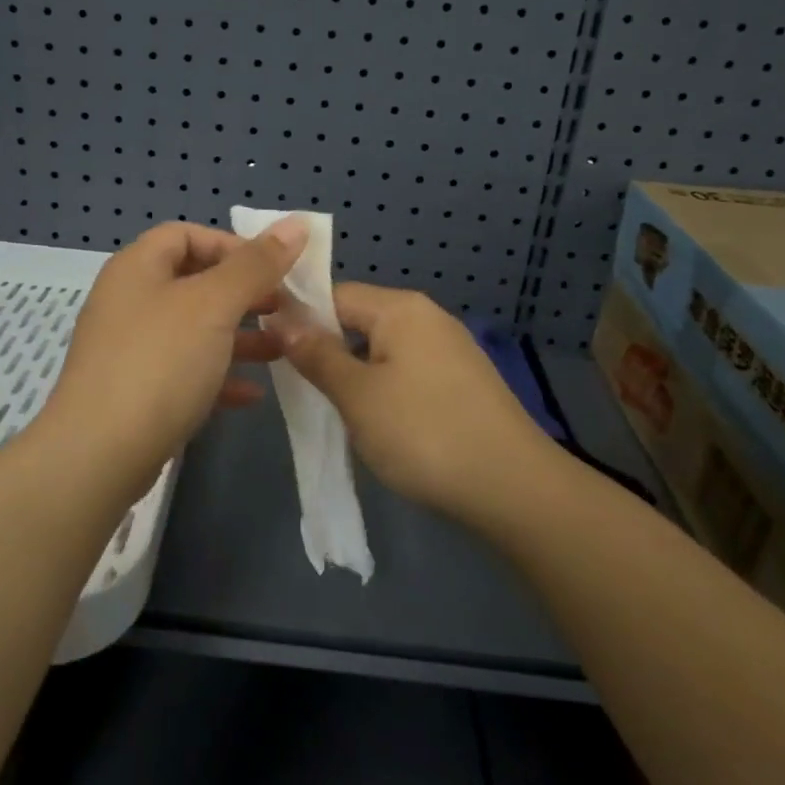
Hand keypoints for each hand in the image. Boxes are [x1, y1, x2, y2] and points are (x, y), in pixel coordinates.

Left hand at [41, 219, 306, 484]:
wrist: (99, 455)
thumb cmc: (159, 363)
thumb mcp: (214, 305)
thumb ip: (256, 265)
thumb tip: (297, 223)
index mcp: (137, 268)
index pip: (185, 235)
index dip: (231, 245)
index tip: (271, 269)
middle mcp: (129, 302)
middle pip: (193, 282)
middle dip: (243, 293)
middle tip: (284, 307)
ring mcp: (130, 350)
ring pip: (194, 330)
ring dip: (239, 336)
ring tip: (283, 349)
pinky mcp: (136, 393)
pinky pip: (185, 372)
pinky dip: (219, 376)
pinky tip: (253, 394)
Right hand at [276, 283, 554, 520]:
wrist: (514, 489)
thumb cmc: (424, 433)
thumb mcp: (357, 396)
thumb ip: (317, 355)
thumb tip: (281, 319)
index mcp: (401, 308)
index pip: (335, 295)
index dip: (300, 319)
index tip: (271, 351)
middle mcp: (428, 317)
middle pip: (360, 320)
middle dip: (327, 348)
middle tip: (299, 386)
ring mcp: (450, 350)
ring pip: (383, 349)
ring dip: (355, 372)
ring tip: (334, 408)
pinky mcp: (463, 382)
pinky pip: (408, 371)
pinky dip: (384, 388)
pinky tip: (377, 421)